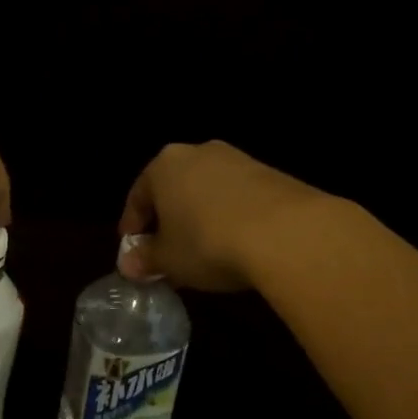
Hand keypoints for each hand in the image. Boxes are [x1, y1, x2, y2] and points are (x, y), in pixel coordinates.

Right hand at [118, 141, 330, 291]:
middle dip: (168, 221)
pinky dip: (229, 217)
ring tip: (202, 252)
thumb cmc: (208, 241)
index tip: (133, 252)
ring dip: (199, 218)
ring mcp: (238, 160)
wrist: (288, 233)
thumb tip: (129, 264)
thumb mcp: (168, 259)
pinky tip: (234, 244)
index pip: (138, 196)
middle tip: (166, 253)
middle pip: (173, 189)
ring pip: (206, 192)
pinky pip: (237, 198)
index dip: (133, 227)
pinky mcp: (272, 174)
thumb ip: (145, 259)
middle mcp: (198, 153)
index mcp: (163, 165)